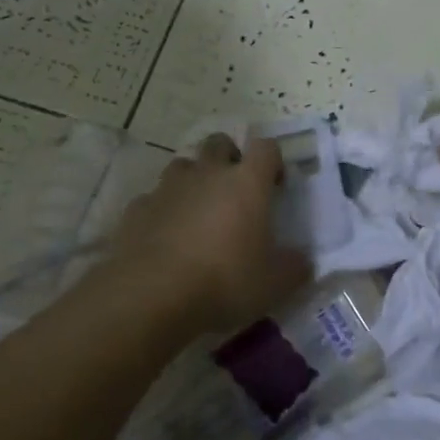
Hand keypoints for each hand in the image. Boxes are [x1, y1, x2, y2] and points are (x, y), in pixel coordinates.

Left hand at [111, 134, 312, 334]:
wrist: (151, 296)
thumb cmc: (224, 281)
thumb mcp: (275, 284)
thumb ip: (294, 267)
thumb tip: (303, 261)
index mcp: (247, 183)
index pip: (266, 147)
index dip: (273, 160)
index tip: (275, 185)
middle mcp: (207, 173)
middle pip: (219, 142)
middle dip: (229, 158)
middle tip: (235, 191)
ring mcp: (168, 188)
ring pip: (183, 165)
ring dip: (193, 180)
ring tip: (198, 212)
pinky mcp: (137, 209)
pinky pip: (153, 199)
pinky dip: (162, 211)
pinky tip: (164, 237)